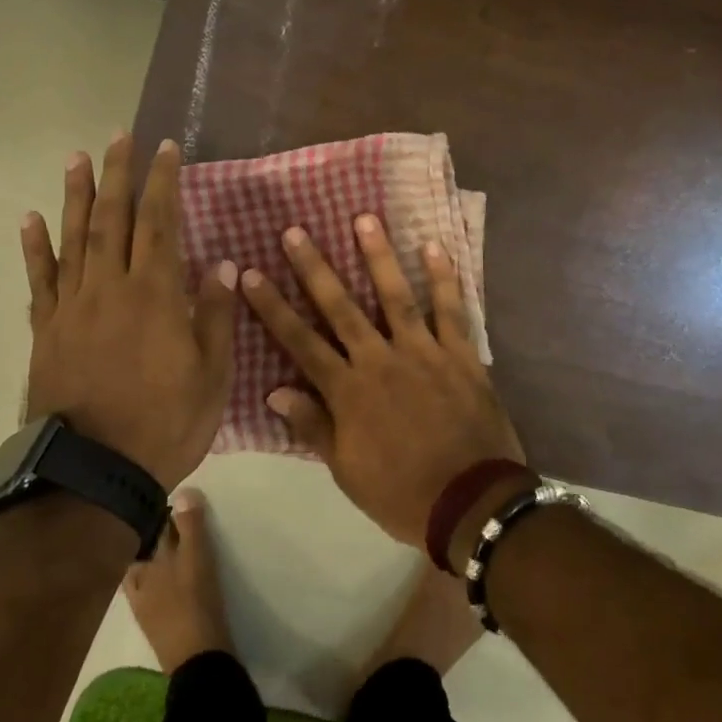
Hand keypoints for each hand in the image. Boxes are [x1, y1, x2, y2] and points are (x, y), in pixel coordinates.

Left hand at [20, 134, 236, 490]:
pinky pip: (40, 280)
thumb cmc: (165, 424)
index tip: (167, 149)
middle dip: (118, 175)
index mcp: (156, 296)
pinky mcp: (47, 331)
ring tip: (77, 158)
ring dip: (77, 196)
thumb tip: (222, 264)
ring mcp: (73, 308)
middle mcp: (111, 289)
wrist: (93, 473)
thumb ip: (214, 316)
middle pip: (113, 219)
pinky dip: (36, 247)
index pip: (160, 223)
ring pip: (75, 239)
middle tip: (120, 137)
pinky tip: (32, 219)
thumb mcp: (211, 376)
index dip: (163, 183)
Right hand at [240, 214, 523, 547]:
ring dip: (378, 256)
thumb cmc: (401, 493)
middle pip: (341, 307)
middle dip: (314, 268)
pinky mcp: (460, 354)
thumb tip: (274, 391)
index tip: (251, 273)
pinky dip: (444, 278)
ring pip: (395, 296)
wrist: (470, 503)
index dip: (273, 307)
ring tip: (364, 218)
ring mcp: (423, 352)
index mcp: (348, 391)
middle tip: (295, 231)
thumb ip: (313, 426)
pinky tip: (434, 247)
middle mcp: (380, 360)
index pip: (300, 342)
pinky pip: (451, 310)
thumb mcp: (346, 471)